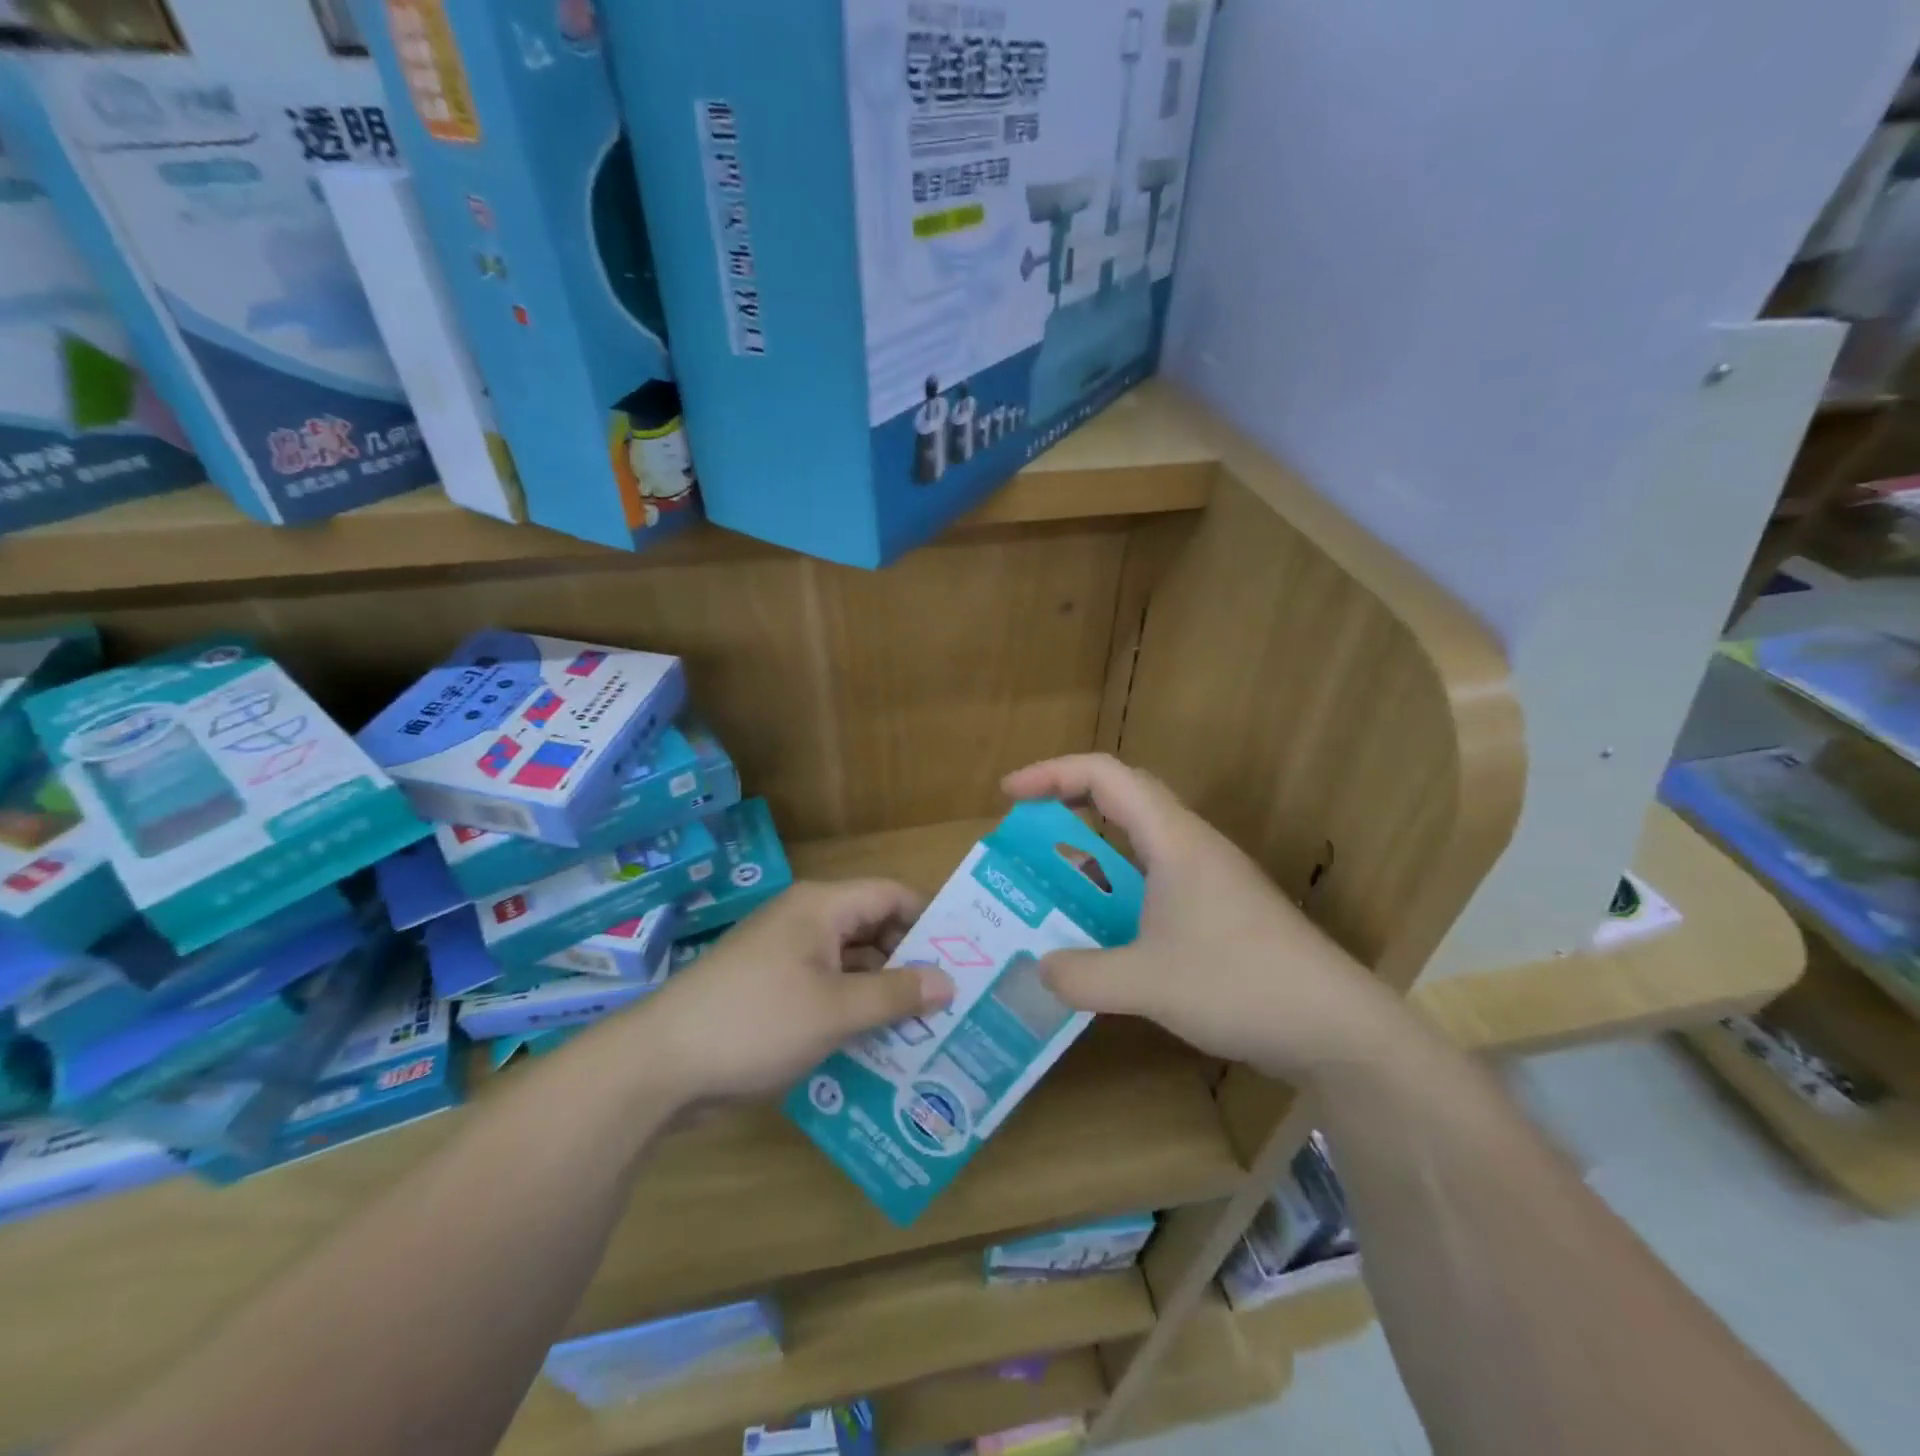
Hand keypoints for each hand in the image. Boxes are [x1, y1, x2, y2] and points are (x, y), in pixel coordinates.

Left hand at [641, 880, 954, 1101]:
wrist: (660, 1065)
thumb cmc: (756, 1022)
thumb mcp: (836, 1010)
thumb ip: (896, 994)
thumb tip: (948, 981)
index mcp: (822, 907)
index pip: (892, 895)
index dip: (929, 921)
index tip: (962, 958)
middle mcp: (805, 922)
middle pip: (873, 930)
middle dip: (909, 964)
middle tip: (950, 1003)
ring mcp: (786, 958)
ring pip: (850, 965)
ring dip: (882, 994)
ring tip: (924, 1031)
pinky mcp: (771, 992)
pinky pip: (826, 991)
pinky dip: (851, 1011)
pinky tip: (877, 1047)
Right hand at [1002, 754, 1405, 1080]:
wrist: (1337, 1028)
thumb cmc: (1240, 984)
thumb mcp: (1147, 983)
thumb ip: (1082, 976)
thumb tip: (1040, 968)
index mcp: (1172, 839)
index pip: (1103, 775)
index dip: (1050, 774)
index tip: (1008, 796)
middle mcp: (1192, 845)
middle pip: (1123, 795)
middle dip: (1068, 800)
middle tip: (1027, 829)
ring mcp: (1211, 877)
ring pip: (1142, 839)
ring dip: (1096, 847)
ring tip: (1056, 880)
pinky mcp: (1223, 910)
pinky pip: (1157, 878)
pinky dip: (1120, 886)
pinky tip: (1106, 930)